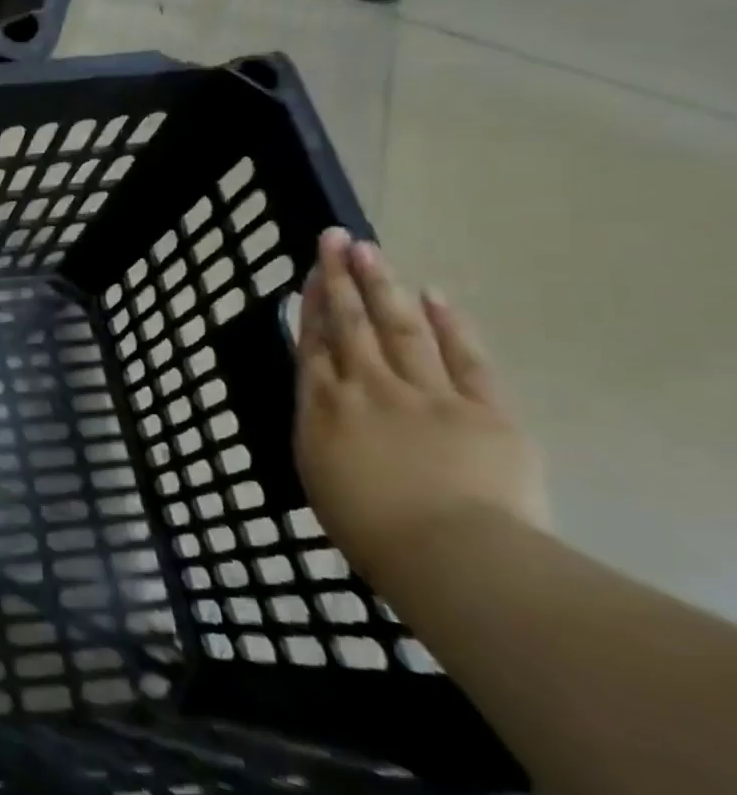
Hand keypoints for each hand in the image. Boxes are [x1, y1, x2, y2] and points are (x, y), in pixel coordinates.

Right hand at [295, 228, 550, 579]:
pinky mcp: (483, 409)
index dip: (311, 304)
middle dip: (340, 278)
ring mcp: (426, 393)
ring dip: (382, 286)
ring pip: (399, 328)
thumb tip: (326, 399)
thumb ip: (322, 428)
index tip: (311, 272)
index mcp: (324, 407)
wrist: (450, 554)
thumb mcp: (320, 473)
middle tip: (335, 239)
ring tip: (369, 250)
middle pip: (350, 323)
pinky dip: (450, 325)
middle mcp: (367, 387)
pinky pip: (465, 358)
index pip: (314, 343)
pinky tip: (434, 294)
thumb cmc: (369, 528)